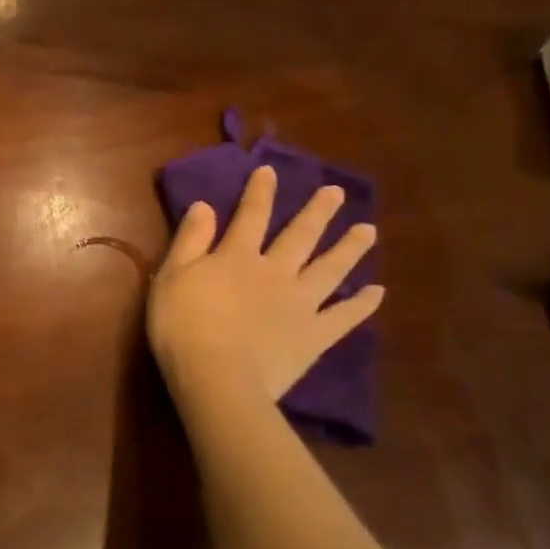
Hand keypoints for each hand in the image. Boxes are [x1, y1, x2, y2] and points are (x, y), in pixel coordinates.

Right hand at [148, 166, 382, 405]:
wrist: (216, 377)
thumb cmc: (182, 326)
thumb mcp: (172, 276)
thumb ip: (190, 239)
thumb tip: (204, 205)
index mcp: (237, 256)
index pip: (251, 216)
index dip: (260, 192)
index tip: (270, 172)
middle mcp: (275, 272)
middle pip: (300, 236)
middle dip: (317, 212)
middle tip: (336, 192)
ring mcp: (300, 304)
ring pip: (330, 269)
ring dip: (349, 248)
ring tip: (368, 230)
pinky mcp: (314, 336)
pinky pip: (343, 317)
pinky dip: (362, 305)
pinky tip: (377, 293)